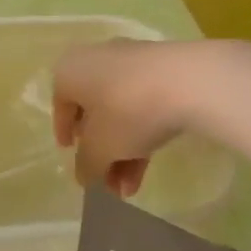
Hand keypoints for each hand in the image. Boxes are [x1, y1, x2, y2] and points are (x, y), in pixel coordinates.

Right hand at [51, 39, 198, 196]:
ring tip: (129, 190)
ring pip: (121, 113)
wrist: (190, 81)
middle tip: (106, 183)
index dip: (64, 133)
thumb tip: (85, 176)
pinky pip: (144, 106)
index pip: (60, 104)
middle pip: (94, 113)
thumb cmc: (128, 110)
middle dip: (100, 154)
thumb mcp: (100, 148)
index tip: (71, 155)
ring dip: (122, 153)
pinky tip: (147, 170)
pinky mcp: (163, 71)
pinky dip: (141, 135)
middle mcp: (98, 60)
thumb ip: (87, 165)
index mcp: (71, 70)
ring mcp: (133, 63)